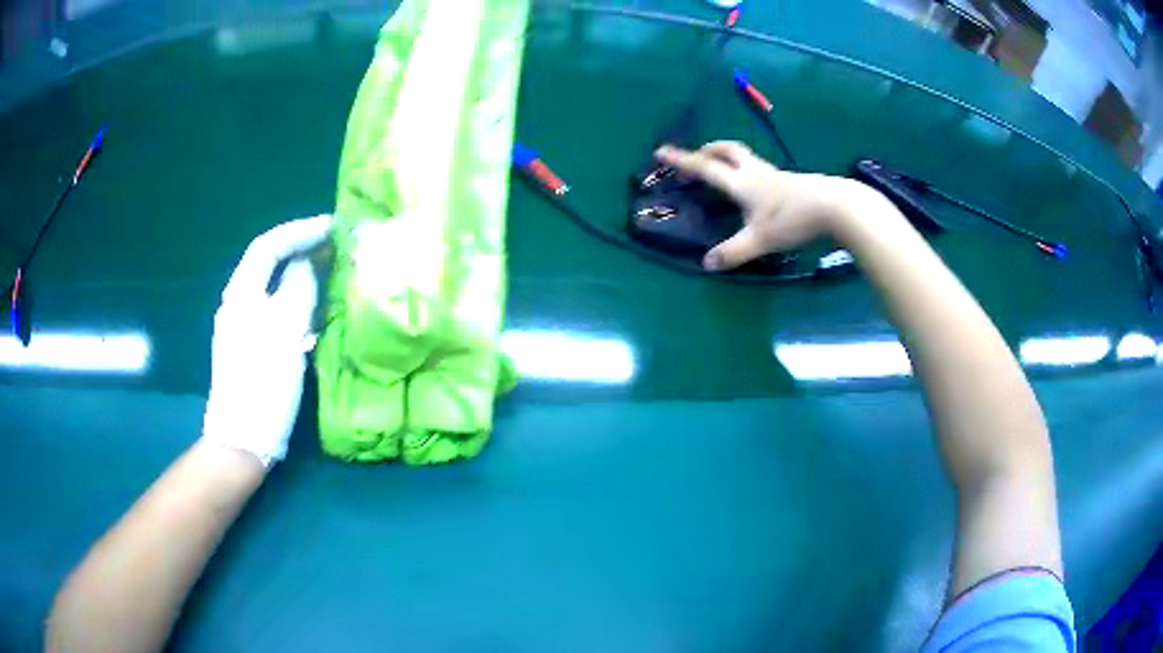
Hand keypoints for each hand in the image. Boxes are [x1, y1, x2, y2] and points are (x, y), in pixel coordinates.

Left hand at [202, 215, 331, 466]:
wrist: (243, 438)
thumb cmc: (263, 384)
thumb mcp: (284, 333)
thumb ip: (297, 289)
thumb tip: (306, 263)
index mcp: (241, 295)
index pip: (268, 246)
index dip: (299, 230)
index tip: (332, 226)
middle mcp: (238, 304)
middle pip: (268, 263)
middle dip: (300, 248)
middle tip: (334, 246)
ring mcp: (242, 327)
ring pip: (273, 287)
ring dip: (300, 274)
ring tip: (328, 272)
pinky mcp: (251, 347)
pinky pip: (275, 311)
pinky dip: (296, 301)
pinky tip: (313, 312)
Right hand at [655, 141, 868, 270]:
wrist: (835, 207)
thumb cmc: (793, 219)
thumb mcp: (760, 240)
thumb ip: (733, 252)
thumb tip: (707, 264)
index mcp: (741, 182)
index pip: (705, 168)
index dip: (682, 160)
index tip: (661, 151)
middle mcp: (756, 172)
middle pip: (727, 150)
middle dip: (708, 150)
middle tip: (697, 157)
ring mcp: (776, 174)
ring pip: (746, 158)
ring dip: (729, 158)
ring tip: (724, 171)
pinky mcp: (792, 181)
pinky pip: (762, 170)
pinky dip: (750, 171)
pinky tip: (757, 189)